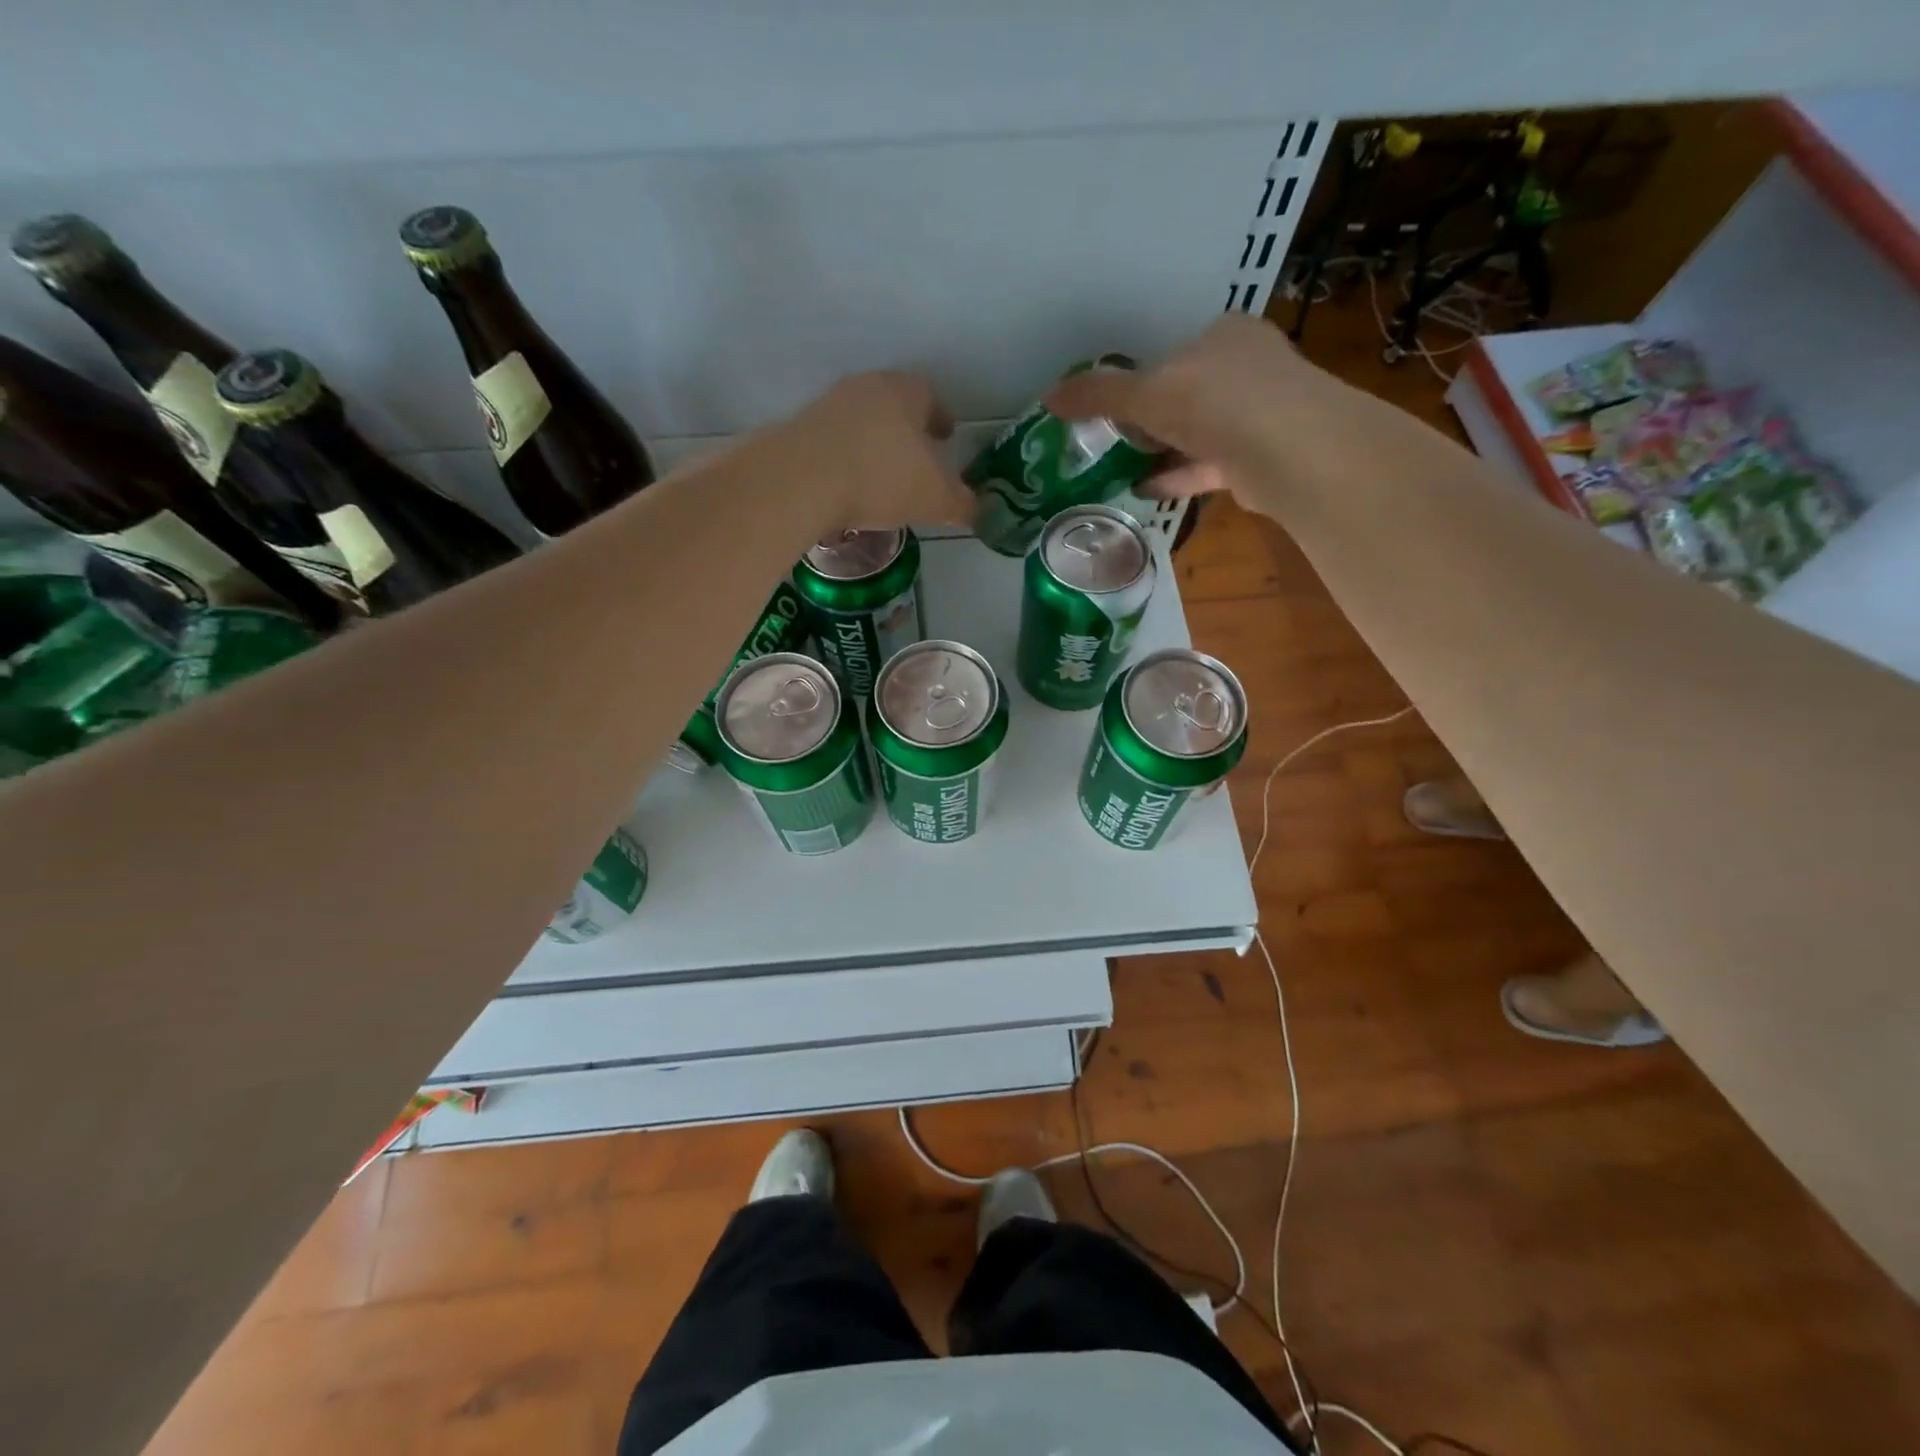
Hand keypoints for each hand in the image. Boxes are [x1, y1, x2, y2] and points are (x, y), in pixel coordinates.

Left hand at [772, 370, 974, 533]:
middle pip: (892, 404)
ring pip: (860, 422)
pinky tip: (849, 488)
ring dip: (873, 445)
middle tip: (918, 458)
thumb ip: (962, 503)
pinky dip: (846, 461)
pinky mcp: (797, 433)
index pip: (929, 394)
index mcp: (904, 392)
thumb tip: (979, 509)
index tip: (947, 437)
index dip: (941, 416)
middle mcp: (864, 388)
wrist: (800, 481)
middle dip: (907, 430)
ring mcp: (826, 407)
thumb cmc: (881, 478)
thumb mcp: (935, 499)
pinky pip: (833, 445)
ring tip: (882, 478)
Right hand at [1045, 316, 1436, 521]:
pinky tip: (1144, 490)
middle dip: (1153, 418)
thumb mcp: (1145, 393)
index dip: (1143, 379)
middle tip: (1116, 440)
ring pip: (1200, 431)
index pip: (1175, 353)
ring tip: (1122, 468)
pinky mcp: (1260, 457)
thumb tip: (1047, 397)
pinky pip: (1209, 465)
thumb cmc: (1214, 402)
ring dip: (1163, 450)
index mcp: (1224, 336)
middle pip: (1188, 392)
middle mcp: (1247, 368)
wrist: (1287, 450)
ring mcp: (1260, 414)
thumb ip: (1098, 394)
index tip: (1117, 408)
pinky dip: (1177, 476)